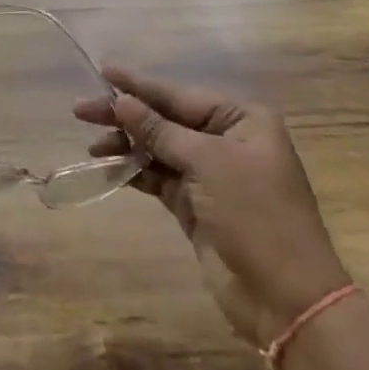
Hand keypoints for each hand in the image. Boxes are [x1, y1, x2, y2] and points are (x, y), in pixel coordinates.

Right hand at [75, 70, 348, 348]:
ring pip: (159, 149)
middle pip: (166, 119)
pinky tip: (109, 167)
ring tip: (93, 146)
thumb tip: (123, 102)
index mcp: (242, 120)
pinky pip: (159, 178)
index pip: (180, 94)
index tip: (103, 70)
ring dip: (127, 145)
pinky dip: (135, 172)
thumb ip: (161, 131)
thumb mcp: (207, 163)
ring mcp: (212, 175)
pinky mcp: (197, 206)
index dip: (139, 84)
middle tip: (81, 110)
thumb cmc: (255, 215)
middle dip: (126, 115)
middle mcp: (227, 141)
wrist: (286, 299)